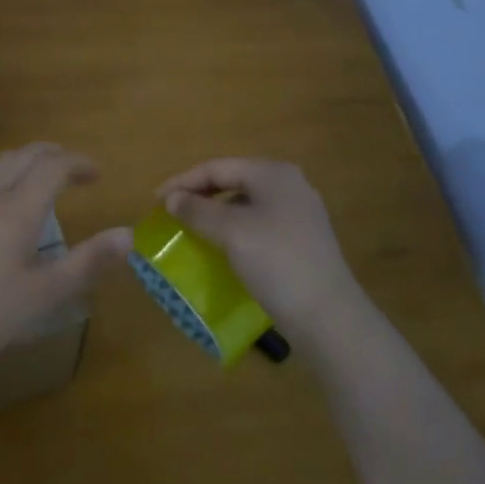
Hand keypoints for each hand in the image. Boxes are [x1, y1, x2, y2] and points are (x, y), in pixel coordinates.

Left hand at [0, 143, 130, 379]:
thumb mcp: (48, 294)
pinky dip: (4, 174)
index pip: (52, 166)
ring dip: (27, 160)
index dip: (78, 162)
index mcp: (17, 208)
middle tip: (76, 169)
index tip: (98, 173)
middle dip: (54, 154)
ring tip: (43, 176)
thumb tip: (127, 235)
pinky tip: (2, 199)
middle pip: (24, 156)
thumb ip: (88, 262)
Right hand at [158, 158, 361, 337]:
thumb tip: (172, 199)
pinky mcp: (304, 239)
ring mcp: (300, 212)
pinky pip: (259, 222)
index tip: (156, 200)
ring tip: (192, 228)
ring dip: (216, 212)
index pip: (217, 167)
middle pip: (233, 180)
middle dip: (200, 194)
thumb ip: (197, 210)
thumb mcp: (230, 232)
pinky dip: (235, 228)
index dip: (183, 181)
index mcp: (273, 173)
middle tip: (172, 212)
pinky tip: (223, 246)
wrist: (328, 316)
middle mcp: (289, 184)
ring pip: (246, 203)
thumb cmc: (276, 262)